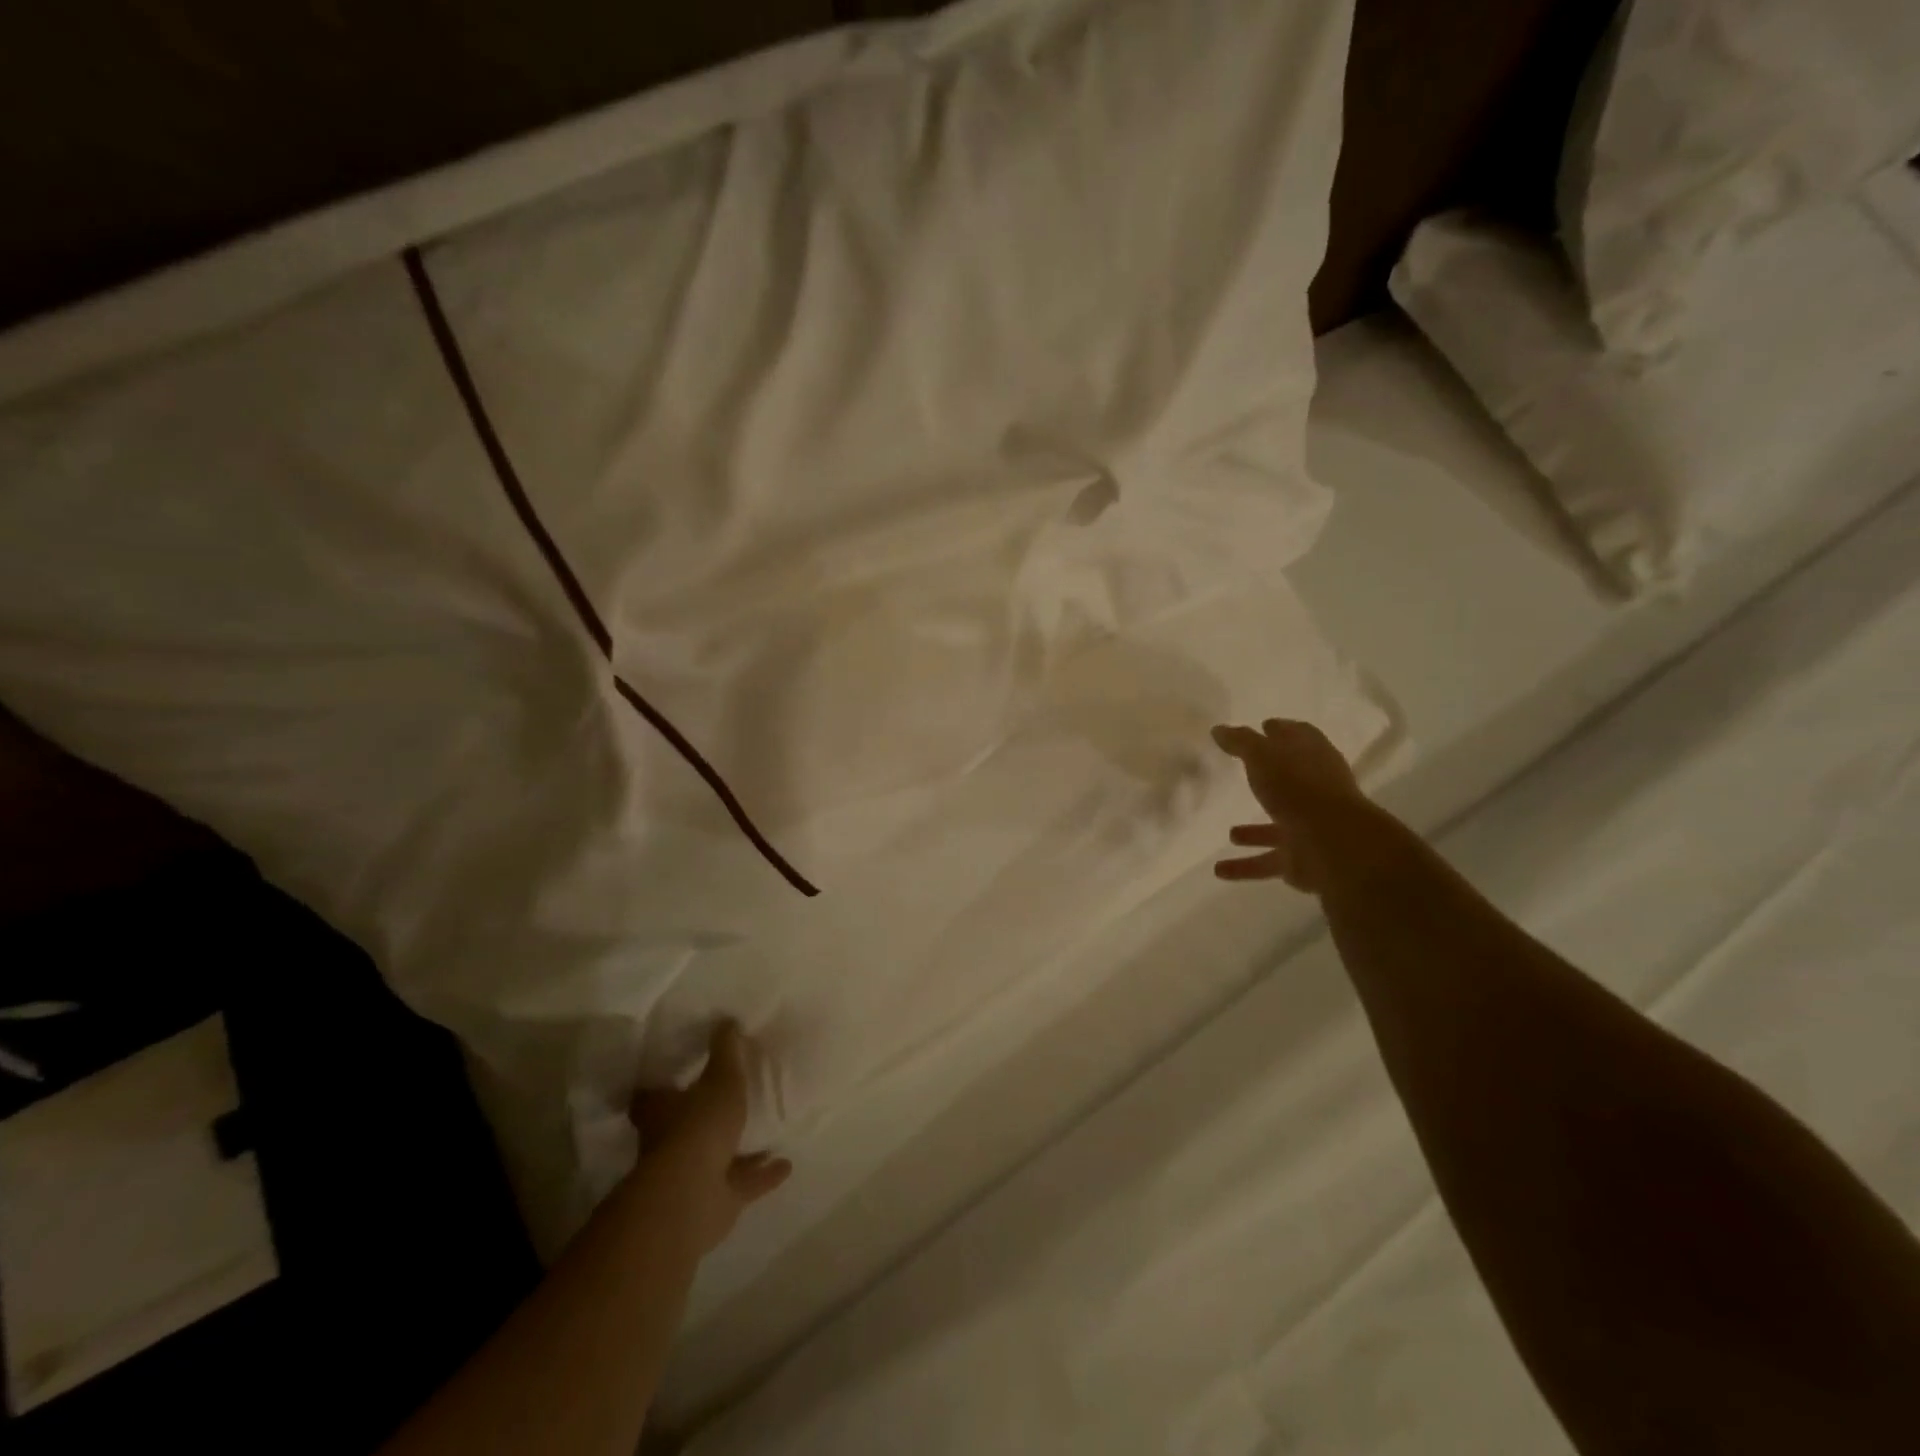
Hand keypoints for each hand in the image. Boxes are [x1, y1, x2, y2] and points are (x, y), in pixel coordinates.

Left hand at [628, 1022, 792, 1254]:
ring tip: (766, 1133)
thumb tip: (726, 1021)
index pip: (652, 1097)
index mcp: (662, 1113)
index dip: (663, 1088)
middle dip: (704, 1119)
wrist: (693, 1197)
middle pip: (684, 1128)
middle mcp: (670, 1145)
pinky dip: (762, 1175)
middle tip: (727, 1102)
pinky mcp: (715, 1202)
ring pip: (716, 1157)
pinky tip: (786, 1164)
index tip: (677, 1076)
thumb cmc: (699, 1127)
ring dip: (737, 1149)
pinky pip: (742, 1183)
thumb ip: (726, 1052)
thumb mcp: (721, 1079)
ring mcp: (692, 1176)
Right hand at [1211, 719, 1373, 892]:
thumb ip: (1240, 742)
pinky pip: (1267, 861)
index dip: (1282, 731)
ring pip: (1276, 827)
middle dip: (1269, 779)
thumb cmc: (1298, 787)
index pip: (1299, 737)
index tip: (1265, 726)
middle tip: (1246, 772)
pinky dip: (1245, 866)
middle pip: (1290, 781)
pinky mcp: (1302, 859)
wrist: (1333, 844)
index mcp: (1312, 759)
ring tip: (1230, 832)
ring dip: (1255, 832)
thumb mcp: (1263, 755)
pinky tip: (1220, 870)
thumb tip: (1219, 729)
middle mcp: (1315, 791)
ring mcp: (1310, 826)